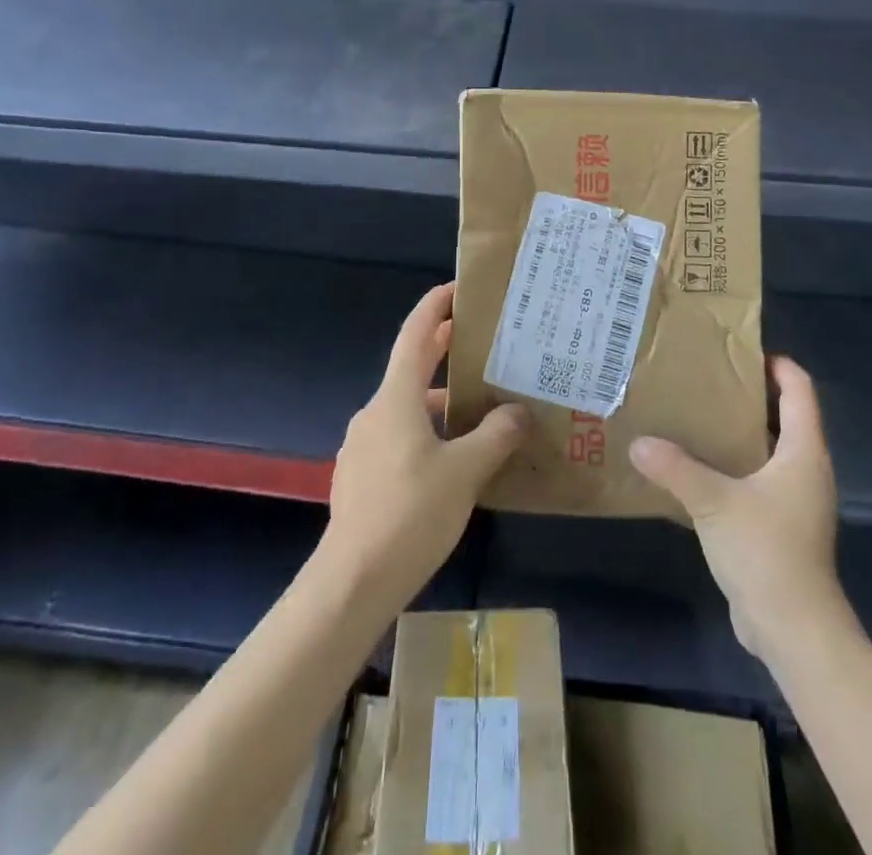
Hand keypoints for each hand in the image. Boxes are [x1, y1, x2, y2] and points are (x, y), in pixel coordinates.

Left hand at [318, 282, 530, 612]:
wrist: (351, 582)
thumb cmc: (410, 514)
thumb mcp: (465, 472)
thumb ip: (496, 436)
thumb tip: (519, 412)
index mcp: (396, 398)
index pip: (415, 335)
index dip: (435, 307)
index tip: (457, 289)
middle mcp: (375, 412)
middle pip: (412, 367)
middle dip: (443, 350)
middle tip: (482, 340)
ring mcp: (364, 445)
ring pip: (408, 407)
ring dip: (440, 400)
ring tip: (480, 409)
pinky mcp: (362, 476)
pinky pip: (400, 436)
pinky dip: (427, 431)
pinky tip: (453, 458)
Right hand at [630, 356, 844, 665]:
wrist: (793, 628)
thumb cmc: (765, 550)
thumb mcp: (714, 502)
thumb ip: (675, 467)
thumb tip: (638, 443)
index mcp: (803, 451)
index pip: (800, 388)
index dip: (776, 364)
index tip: (737, 352)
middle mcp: (806, 468)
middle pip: (786, 414)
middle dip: (750, 394)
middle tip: (706, 379)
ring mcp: (796, 499)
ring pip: (771, 448)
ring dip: (740, 431)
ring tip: (697, 416)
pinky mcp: (781, 525)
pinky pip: (759, 479)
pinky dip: (736, 465)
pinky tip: (700, 468)